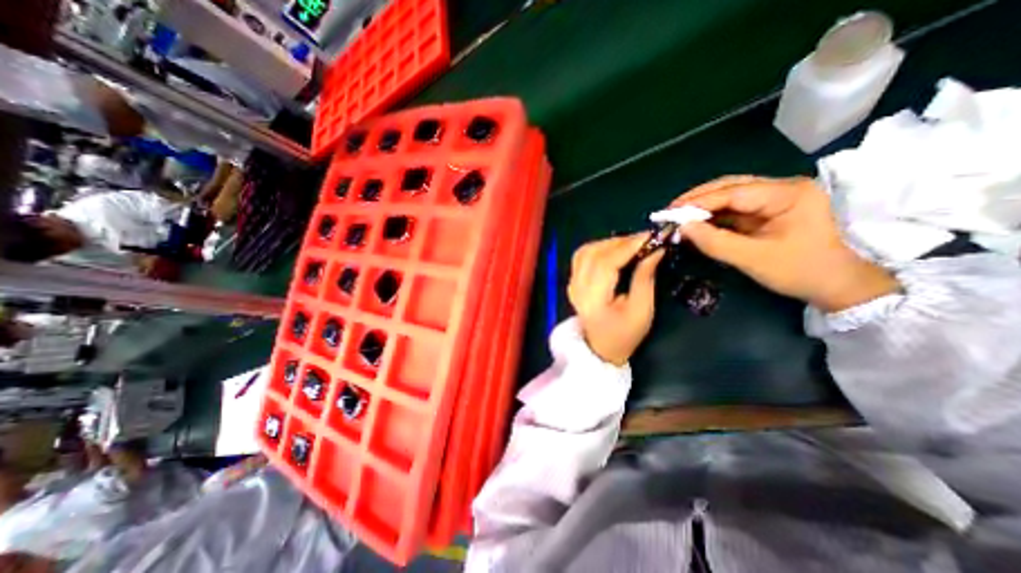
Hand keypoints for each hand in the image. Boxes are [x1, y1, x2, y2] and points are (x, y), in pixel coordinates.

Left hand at [562, 236, 665, 365]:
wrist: (601, 349)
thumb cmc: (625, 335)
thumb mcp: (642, 310)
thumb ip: (645, 278)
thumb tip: (655, 250)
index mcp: (593, 299)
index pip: (605, 263)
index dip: (627, 247)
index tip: (650, 236)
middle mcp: (577, 287)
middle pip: (593, 253)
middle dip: (621, 242)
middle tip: (645, 240)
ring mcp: (572, 284)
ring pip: (586, 251)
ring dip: (609, 243)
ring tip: (632, 244)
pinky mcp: (573, 281)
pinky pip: (582, 256)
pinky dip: (599, 248)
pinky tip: (614, 250)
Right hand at [676, 175, 896, 312]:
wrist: (838, 285)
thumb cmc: (801, 271)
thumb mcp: (753, 259)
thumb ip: (715, 242)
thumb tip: (682, 228)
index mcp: (787, 194)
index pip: (733, 192)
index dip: (698, 202)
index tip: (671, 212)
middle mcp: (781, 189)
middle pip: (730, 186)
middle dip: (698, 199)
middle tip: (671, 212)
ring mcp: (775, 199)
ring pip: (730, 196)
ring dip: (703, 207)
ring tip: (678, 217)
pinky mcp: (768, 212)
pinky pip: (734, 209)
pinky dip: (713, 216)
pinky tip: (696, 223)